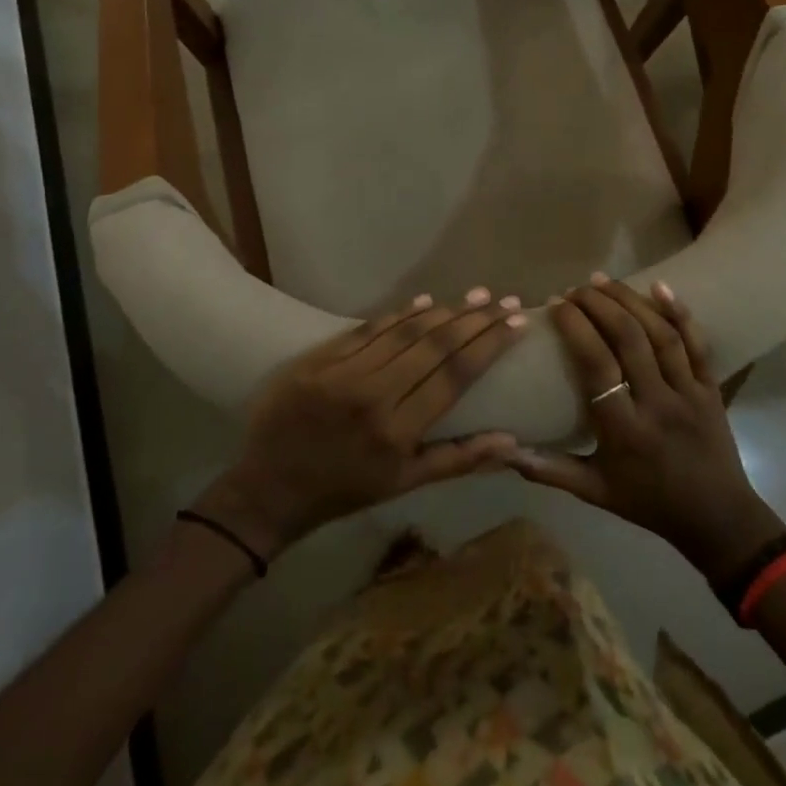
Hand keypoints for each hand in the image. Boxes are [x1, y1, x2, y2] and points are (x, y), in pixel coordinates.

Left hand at [197, 289, 529, 559]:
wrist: (269, 487)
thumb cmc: (344, 489)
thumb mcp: (404, 485)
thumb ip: (458, 460)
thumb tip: (512, 440)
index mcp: (398, 432)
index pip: (455, 376)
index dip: (489, 346)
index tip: (516, 324)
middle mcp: (374, 396)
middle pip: (434, 346)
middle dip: (475, 320)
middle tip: (504, 300)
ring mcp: (343, 373)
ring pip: (404, 331)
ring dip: (444, 311)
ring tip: (475, 296)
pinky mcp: (319, 359)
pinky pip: (367, 329)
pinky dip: (399, 313)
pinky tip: (425, 301)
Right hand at [508, 278, 785, 586]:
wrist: (719, 521)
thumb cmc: (648, 503)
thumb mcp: (594, 492)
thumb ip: (548, 469)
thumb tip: (503, 449)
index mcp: (624, 430)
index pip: (597, 366)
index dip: (576, 329)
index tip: (554, 305)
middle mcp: (657, 404)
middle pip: (629, 340)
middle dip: (599, 305)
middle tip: (574, 288)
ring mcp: (689, 393)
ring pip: (661, 335)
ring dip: (630, 300)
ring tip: (602, 280)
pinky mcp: (712, 388)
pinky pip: (699, 345)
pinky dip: (680, 312)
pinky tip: (659, 285)